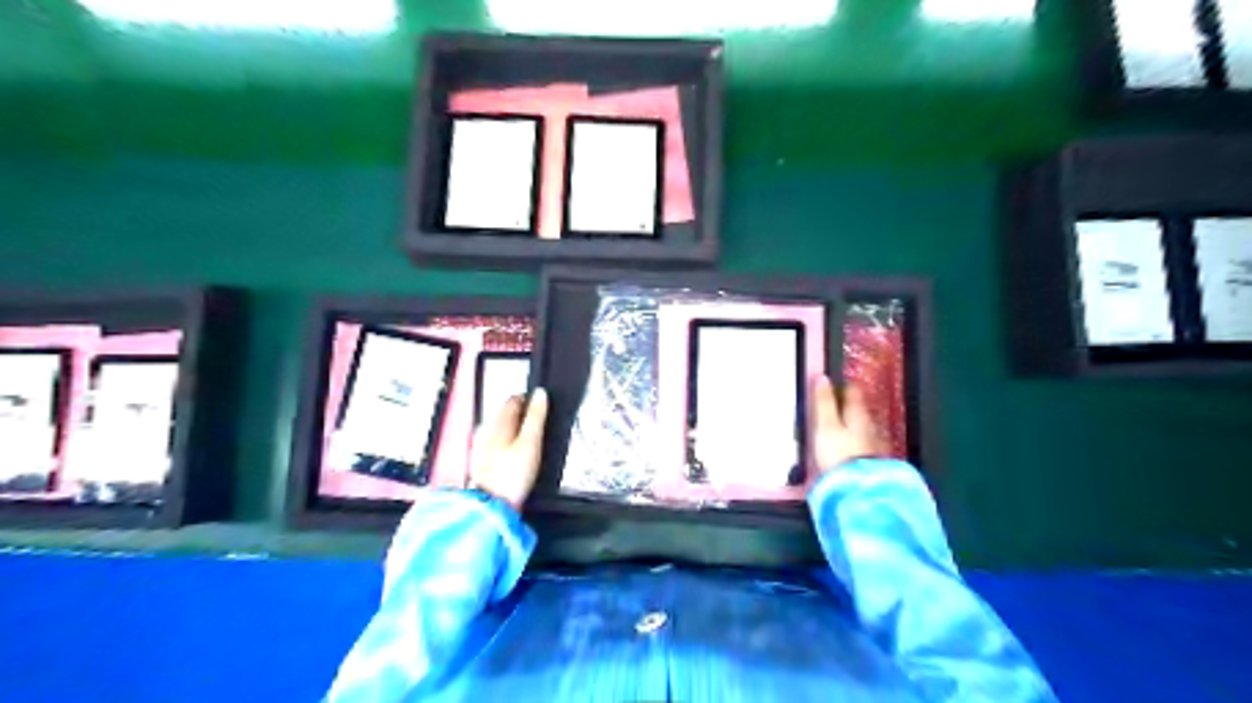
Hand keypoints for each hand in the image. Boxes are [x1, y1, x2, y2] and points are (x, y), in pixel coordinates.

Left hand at [470, 390, 549, 510]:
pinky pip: (496, 444)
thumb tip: (540, 393)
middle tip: (538, 421)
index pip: (513, 400)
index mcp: (498, 423)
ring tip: (529, 438)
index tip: (541, 405)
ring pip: (500, 429)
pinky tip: (515, 455)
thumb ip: (536, 416)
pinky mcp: (482, 462)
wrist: (492, 505)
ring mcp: (481, 447)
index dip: (528, 400)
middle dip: (521, 414)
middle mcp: (486, 430)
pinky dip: (507, 443)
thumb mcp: (530, 442)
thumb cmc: (512, 473)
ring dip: (514, 429)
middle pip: (505, 414)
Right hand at [812, 373, 889, 471]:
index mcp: (858, 413)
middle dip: (847, 406)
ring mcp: (875, 442)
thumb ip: (824, 402)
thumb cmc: (838, 453)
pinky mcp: (874, 459)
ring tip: (838, 427)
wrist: (858, 488)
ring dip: (851, 424)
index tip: (831, 386)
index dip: (842, 385)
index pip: (853, 391)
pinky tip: (848, 447)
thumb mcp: (826, 425)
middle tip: (831, 406)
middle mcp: (870, 424)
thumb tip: (823, 378)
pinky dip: (855, 440)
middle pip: (859, 408)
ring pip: (862, 425)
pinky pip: (864, 442)